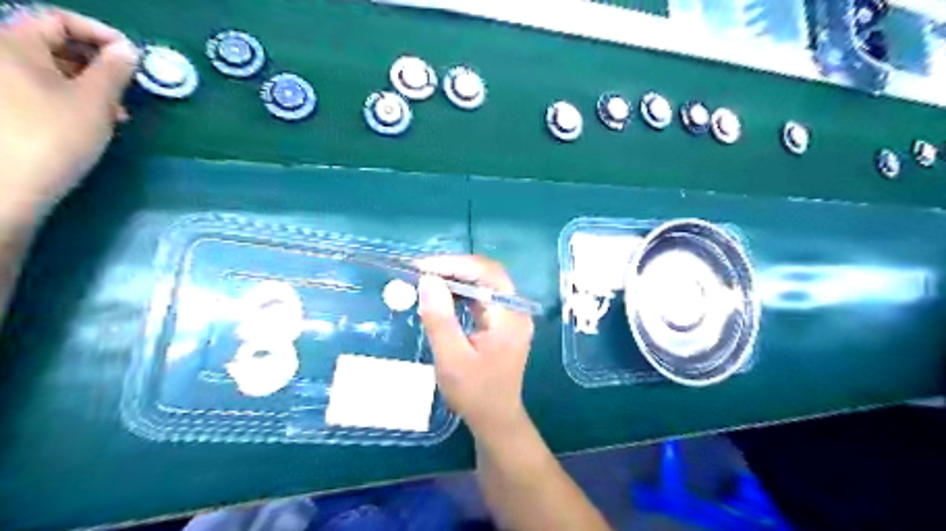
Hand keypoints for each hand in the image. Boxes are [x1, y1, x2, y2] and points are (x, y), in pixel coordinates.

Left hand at [0, 7, 137, 225]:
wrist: (7, 185)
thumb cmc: (54, 136)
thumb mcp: (95, 102)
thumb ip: (114, 71)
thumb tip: (127, 51)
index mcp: (12, 44)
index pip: (57, 19)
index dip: (100, 33)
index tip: (133, 58)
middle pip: (52, 44)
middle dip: (97, 64)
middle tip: (128, 90)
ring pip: (48, 70)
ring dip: (87, 85)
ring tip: (114, 113)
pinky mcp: (4, 109)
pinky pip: (37, 89)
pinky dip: (68, 98)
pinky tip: (90, 122)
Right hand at [416, 254, 535, 437]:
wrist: (495, 419)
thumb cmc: (475, 394)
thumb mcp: (452, 359)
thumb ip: (440, 320)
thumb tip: (427, 281)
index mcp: (510, 316)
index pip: (487, 273)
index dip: (454, 264)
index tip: (422, 268)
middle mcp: (515, 309)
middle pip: (486, 274)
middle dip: (453, 268)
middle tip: (420, 272)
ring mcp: (509, 315)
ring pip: (483, 282)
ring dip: (455, 278)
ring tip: (425, 280)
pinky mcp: (500, 322)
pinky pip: (480, 296)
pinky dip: (459, 292)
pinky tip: (441, 296)